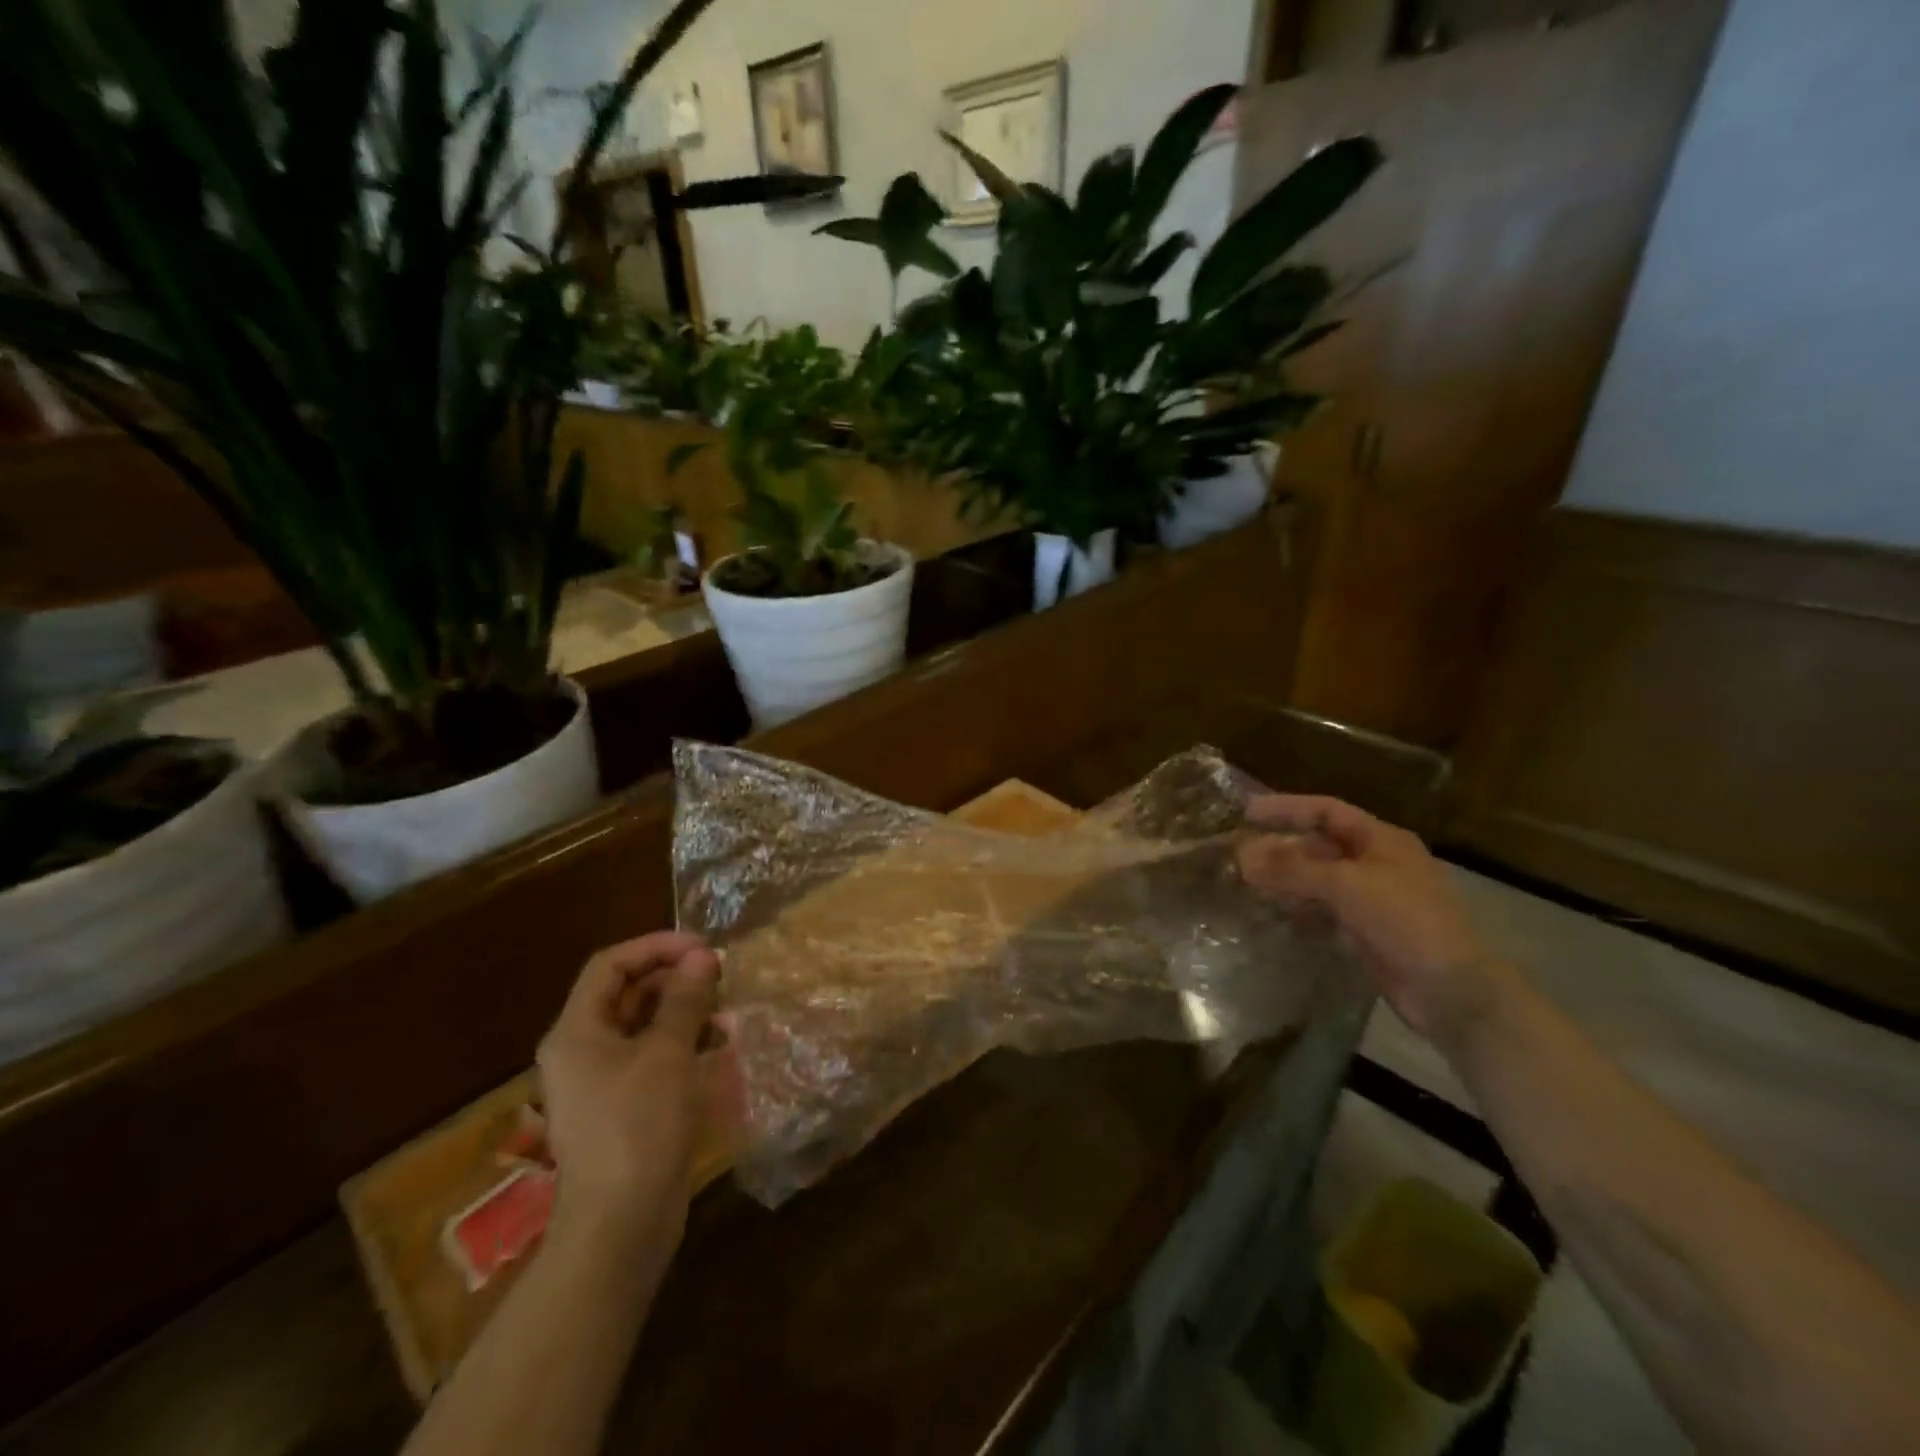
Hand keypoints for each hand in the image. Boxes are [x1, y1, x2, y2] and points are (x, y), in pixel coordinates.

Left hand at [535, 931, 730, 1252]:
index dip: (656, 947)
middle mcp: (582, 1050)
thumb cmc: (639, 1126)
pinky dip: (682, 1045)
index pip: (610, 965)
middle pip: (627, 993)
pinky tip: (718, 1049)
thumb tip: (702, 956)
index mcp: (577, 1032)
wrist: (621, 1224)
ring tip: (726, 1014)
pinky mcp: (623, 1107)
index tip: (703, 948)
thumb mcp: (668, 1054)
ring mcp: (601, 1082)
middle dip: (675, 979)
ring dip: (684, 1012)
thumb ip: (685, 1000)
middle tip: (721, 978)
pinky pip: (651, 1058)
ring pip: (643, 1026)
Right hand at [1236, 795, 1503, 1048]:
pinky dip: (1298, 908)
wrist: (1453, 993)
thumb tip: (1241, 854)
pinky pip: (1323, 910)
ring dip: (1286, 879)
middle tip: (1239, 854)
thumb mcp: (1347, 886)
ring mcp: (1372, 899)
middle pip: (1320, 845)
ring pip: (1319, 879)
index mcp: (1382, 840)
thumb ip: (1293, 868)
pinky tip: (1274, 913)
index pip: (1326, 811)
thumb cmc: (1407, 922)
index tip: (1247, 812)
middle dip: (1281, 847)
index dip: (1287, 808)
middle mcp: (1376, 863)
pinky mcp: (1366, 931)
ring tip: (1247, 882)